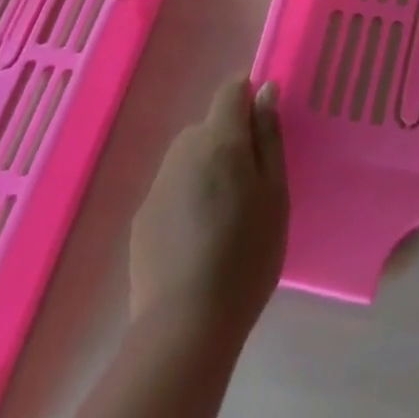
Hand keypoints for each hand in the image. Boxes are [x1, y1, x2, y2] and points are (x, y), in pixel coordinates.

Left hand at [129, 76, 288, 337]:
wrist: (186, 327)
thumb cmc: (247, 254)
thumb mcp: (276, 193)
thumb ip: (269, 137)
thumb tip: (265, 90)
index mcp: (220, 140)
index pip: (231, 90)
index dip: (249, 98)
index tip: (265, 128)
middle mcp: (183, 152)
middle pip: (209, 126)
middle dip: (230, 141)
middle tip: (253, 184)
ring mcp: (157, 185)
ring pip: (189, 158)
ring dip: (208, 169)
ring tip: (226, 215)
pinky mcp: (142, 218)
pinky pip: (173, 189)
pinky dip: (188, 198)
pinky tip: (200, 239)